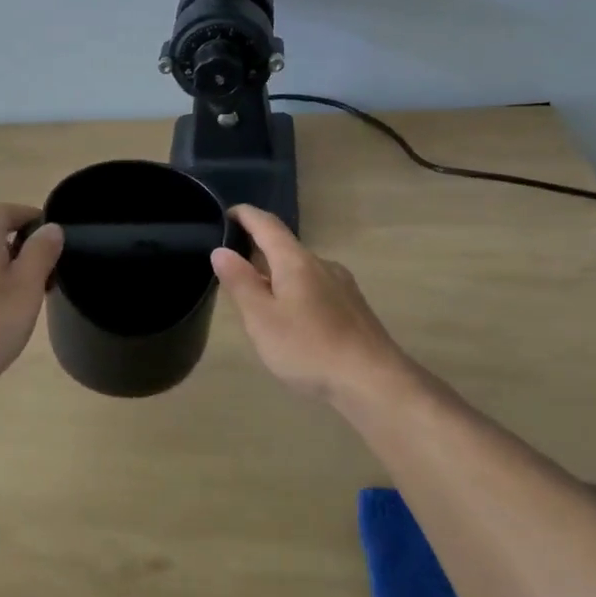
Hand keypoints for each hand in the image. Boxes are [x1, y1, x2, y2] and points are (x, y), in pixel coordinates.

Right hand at [211, 205, 420, 405]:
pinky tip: (291, 320)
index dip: (245, 215)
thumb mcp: (262, 319)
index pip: (267, 225)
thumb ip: (240, 282)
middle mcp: (322, 265)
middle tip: (230, 268)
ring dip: (276, 276)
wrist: (374, 383)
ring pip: (301, 270)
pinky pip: (315, 288)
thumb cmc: (309, 348)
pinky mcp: (353, 308)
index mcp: (296, 261)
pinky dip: (294, 292)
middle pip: (284, 248)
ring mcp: (342, 286)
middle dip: (257, 251)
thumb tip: (221, 250)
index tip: (225, 213)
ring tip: (256, 299)